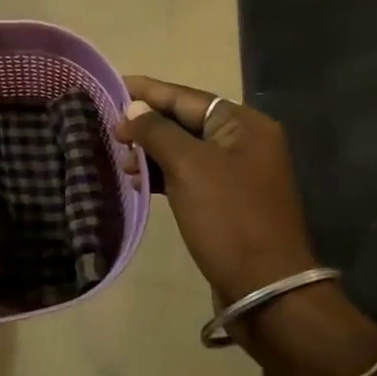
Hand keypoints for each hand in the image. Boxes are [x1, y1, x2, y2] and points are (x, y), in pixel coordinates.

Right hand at [116, 76, 317, 302]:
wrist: (266, 290)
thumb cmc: (228, 218)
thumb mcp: (189, 166)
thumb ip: (157, 131)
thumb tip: (134, 111)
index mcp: (243, 124)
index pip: (186, 96)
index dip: (147, 91)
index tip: (112, 85)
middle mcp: (244, 142)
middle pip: (184, 121)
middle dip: (146, 125)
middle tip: (110, 131)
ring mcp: (237, 173)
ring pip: (183, 149)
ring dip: (151, 152)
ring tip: (121, 162)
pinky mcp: (227, 201)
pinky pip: (188, 174)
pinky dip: (163, 175)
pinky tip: (138, 182)